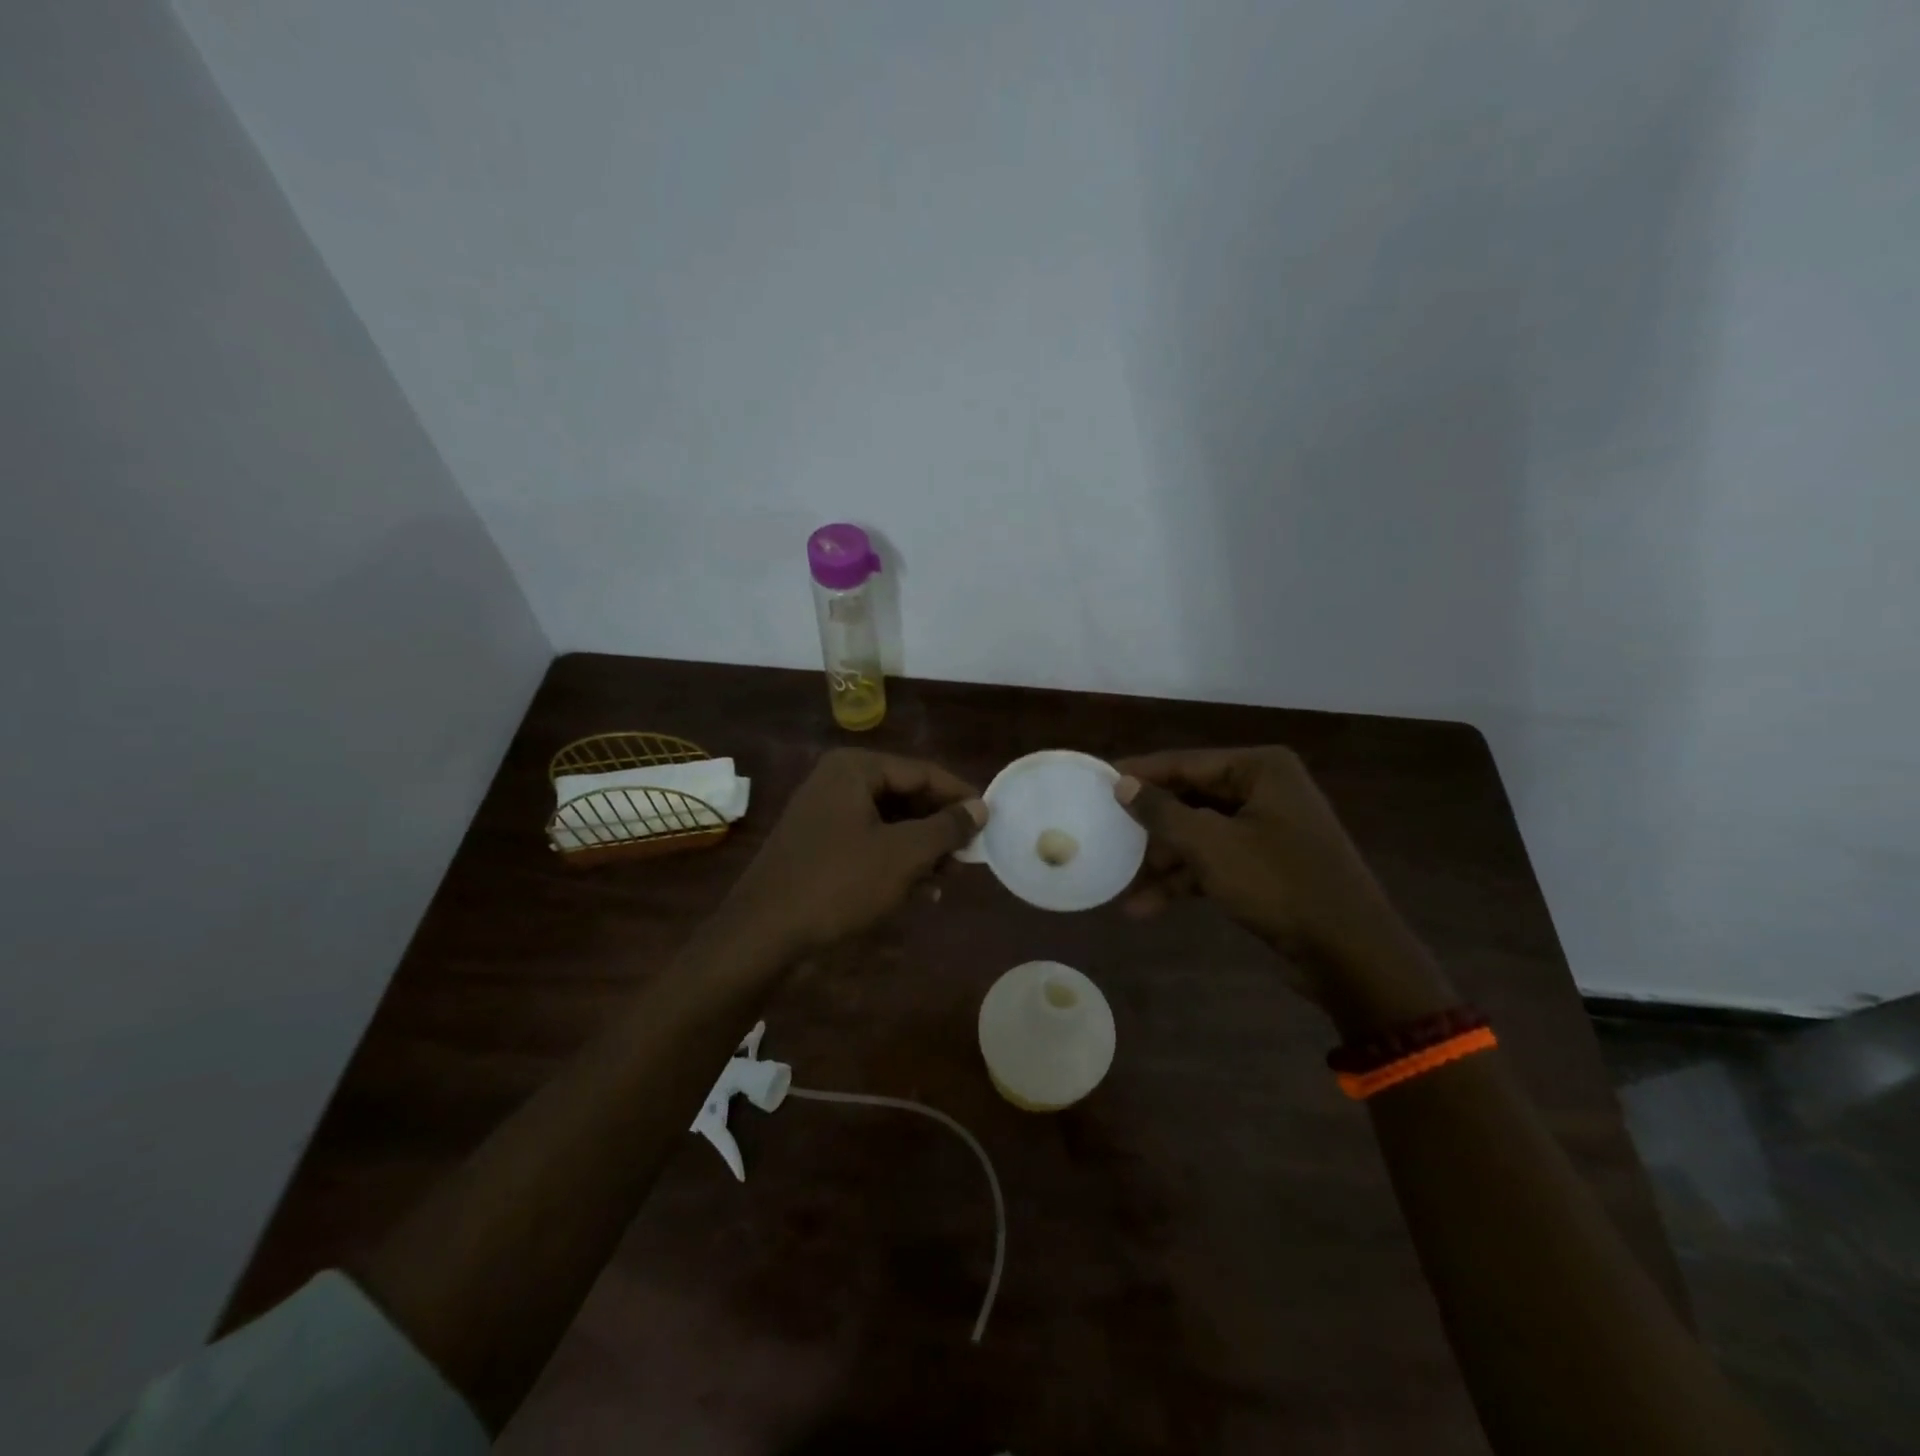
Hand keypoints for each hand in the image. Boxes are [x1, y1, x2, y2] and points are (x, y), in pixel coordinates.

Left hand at [726, 749, 986, 957]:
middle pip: (906, 796)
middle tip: (970, 857)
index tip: (990, 822)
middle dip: (939, 829)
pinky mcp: (818, 845)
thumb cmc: (839, 883)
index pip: (923, 772)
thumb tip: (981, 808)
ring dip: (921, 850)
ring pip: (889, 823)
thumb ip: (947, 827)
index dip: (960, 797)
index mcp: (856, 768)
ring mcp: (825, 813)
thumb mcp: (903, 855)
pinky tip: (921, 892)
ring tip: (949, 879)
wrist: (763, 932)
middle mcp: (838, 781)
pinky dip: (895, 862)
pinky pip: (869, 843)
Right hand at [1114, 747, 1450, 1023]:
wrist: (1350, 954)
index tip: (1098, 782)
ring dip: (1163, 862)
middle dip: (1150, 827)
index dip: (1140, 774)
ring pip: (1200, 834)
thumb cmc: (1278, 884)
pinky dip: (1185, 880)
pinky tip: (1146, 907)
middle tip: (1105, 835)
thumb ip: (1162, 812)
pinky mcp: (1268, 865)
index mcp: (1260, 769)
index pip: (1185, 762)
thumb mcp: (1211, 845)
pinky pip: (1215, 861)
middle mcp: (1265, 790)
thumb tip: (1122, 784)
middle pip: (1190, 799)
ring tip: (1121, 885)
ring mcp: (1268, 829)